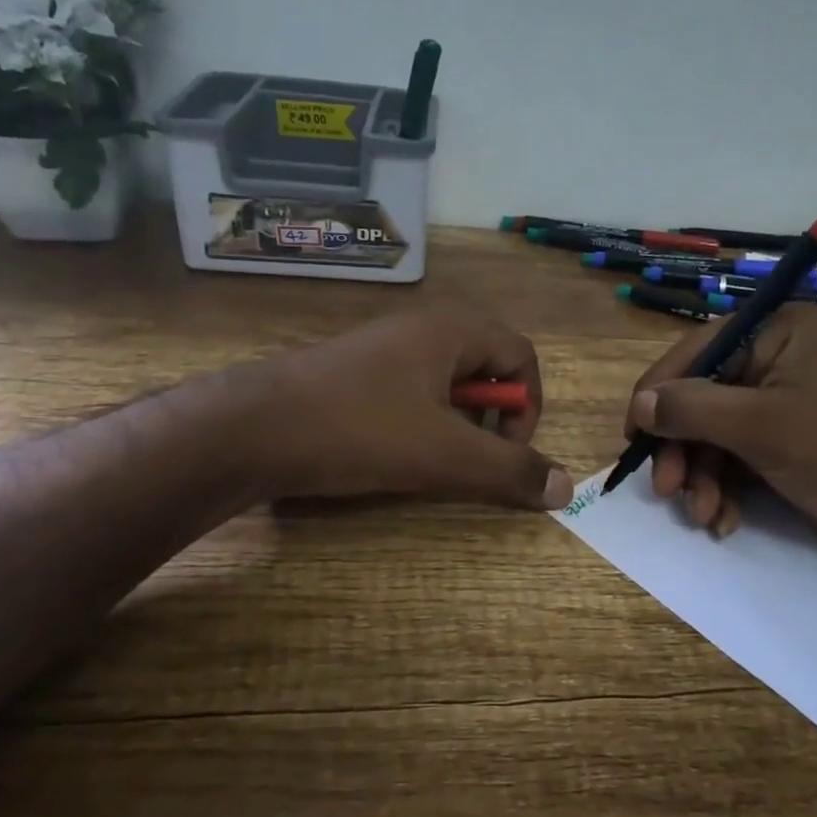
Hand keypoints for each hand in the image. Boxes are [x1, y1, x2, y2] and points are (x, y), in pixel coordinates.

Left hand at [247, 306, 574, 509]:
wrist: (249, 430)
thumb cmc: (359, 430)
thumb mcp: (444, 455)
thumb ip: (509, 471)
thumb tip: (567, 488)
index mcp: (450, 330)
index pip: (520, 355)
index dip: (528, 406)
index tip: (508, 451)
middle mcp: (420, 328)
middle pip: (485, 367)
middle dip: (491, 417)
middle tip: (472, 457)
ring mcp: (382, 349)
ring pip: (445, 384)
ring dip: (455, 424)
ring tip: (432, 461)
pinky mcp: (353, 374)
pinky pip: (409, 393)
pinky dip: (419, 424)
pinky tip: (392, 454)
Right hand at [625, 304, 816, 562]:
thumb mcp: (761, 426)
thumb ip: (693, 409)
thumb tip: (639, 405)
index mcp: (776, 333)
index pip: (697, 353)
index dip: (659, 392)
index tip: (633, 433)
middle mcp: (775, 360)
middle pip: (702, 399)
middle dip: (684, 449)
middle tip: (667, 489)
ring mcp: (779, 403)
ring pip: (714, 435)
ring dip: (703, 478)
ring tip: (703, 515)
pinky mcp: (784, 442)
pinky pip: (736, 457)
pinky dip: (725, 489)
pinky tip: (723, 520)